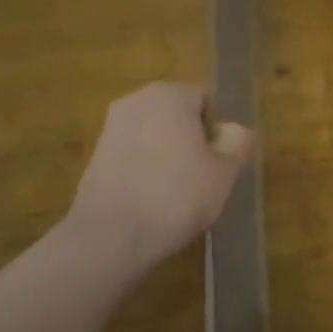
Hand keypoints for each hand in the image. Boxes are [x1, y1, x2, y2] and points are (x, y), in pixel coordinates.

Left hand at [67, 83, 255, 280]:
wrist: (111, 237)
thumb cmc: (177, 195)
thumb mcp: (226, 170)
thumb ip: (238, 141)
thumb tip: (231, 130)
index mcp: (170, 94)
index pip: (206, 102)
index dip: (217, 133)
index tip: (218, 164)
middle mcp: (136, 100)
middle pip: (178, 116)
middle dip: (191, 142)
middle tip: (202, 180)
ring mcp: (110, 128)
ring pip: (154, 136)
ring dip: (167, 157)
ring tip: (175, 195)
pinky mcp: (94, 156)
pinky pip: (133, 155)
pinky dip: (144, 171)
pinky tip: (150, 202)